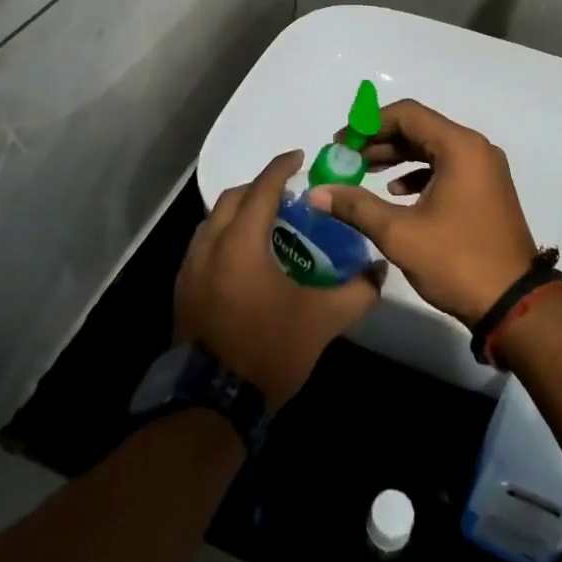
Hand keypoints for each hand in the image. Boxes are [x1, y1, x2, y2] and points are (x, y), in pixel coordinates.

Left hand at [174, 150, 382, 409]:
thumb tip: (379, 270)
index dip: (282, 167)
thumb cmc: (268, 349)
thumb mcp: (322, 320)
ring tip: (269, 224)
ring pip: (214, 222)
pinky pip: (204, 246)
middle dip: (259, 187)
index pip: (262, 188)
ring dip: (240, 212)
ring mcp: (189, 269)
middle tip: (289, 194)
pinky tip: (246, 259)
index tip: (300, 157)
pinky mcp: (182, 291)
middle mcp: (208, 245)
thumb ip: (357, 291)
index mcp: (240, 242)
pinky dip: (226, 237)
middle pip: (233, 198)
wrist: (212, 404)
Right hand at [307, 100, 537, 325]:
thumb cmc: (457, 260)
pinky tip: (395, 191)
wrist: (514, 304)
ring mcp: (484, 170)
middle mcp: (475, 149)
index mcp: (460, 147)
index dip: (368, 124)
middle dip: (379, 140)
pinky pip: (446, 168)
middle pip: (419, 128)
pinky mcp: (486, 190)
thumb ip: (356, 207)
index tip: (341, 143)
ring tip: (362, 172)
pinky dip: (418, 174)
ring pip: (432, 148)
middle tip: (346, 158)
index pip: (407, 114)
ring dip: (397, 156)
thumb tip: (317, 193)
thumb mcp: (400, 234)